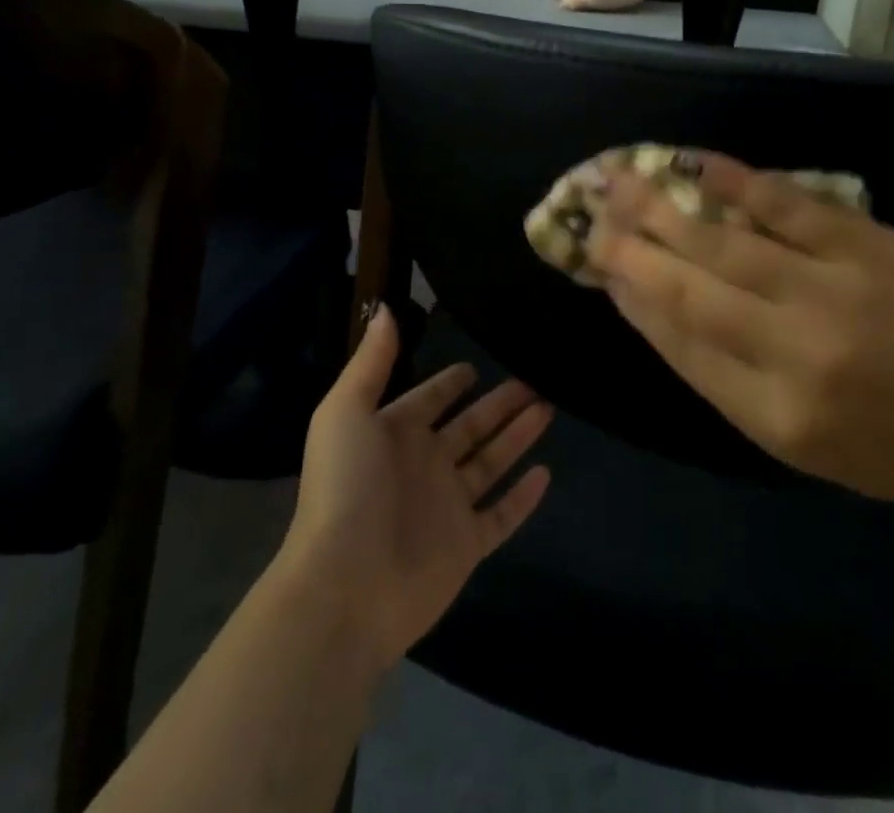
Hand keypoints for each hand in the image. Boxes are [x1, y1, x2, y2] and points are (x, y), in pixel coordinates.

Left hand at [274, 306, 553, 672]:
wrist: (344, 586)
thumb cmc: (345, 488)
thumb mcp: (346, 411)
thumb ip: (372, 361)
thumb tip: (386, 308)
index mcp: (395, 433)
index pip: (430, 398)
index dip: (451, 382)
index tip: (477, 362)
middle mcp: (424, 464)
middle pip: (471, 425)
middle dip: (500, 402)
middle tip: (534, 378)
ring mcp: (446, 506)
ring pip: (491, 462)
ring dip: (518, 436)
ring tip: (549, 407)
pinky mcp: (466, 545)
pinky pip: (501, 515)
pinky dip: (523, 497)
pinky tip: (546, 473)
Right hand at [586, 154, 893, 519]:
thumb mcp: (807, 449)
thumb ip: (727, 381)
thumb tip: (658, 310)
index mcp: (775, 418)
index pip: (679, 344)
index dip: (631, 298)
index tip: (596, 264)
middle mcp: (795, 353)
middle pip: (689, 289)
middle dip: (629, 248)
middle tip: (587, 213)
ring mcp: (833, 291)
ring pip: (725, 242)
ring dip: (665, 208)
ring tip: (619, 181)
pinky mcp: (868, 246)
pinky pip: (786, 206)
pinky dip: (735, 182)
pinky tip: (695, 164)